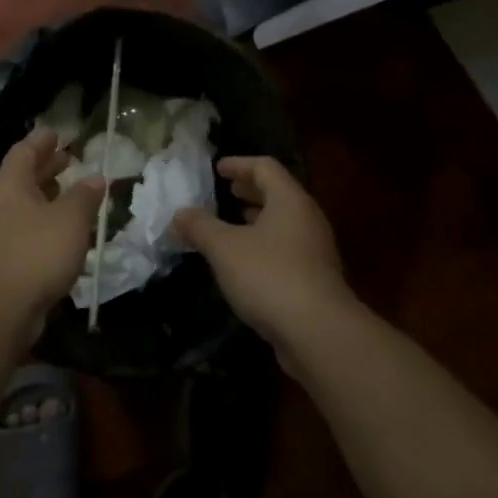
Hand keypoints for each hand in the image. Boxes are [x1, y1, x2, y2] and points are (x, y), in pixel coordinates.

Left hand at [0, 131, 104, 325]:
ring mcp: (0, 234)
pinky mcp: (6, 260)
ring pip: (27, 206)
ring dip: (49, 197)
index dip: (42, 141)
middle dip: (47, 167)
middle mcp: (0, 204)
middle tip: (70, 159)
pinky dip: (48, 224)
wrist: (1, 309)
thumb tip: (97, 178)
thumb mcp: (70, 218)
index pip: (24, 151)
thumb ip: (85, 195)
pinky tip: (68, 233)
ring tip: (73, 193)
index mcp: (10, 185)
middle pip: (24, 177)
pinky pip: (29, 231)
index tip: (58, 133)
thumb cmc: (36, 251)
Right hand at [175, 157, 354, 351]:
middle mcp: (307, 220)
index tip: (217, 168)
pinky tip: (244, 264)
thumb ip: (199, 227)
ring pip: (283, 224)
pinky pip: (286, 250)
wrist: (318, 333)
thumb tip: (178, 215)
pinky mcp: (315, 281)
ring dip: (257, 220)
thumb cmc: (269, 276)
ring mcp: (315, 252)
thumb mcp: (224, 248)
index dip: (239, 164)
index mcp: (289, 201)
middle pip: (278, 194)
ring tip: (232, 225)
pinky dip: (264, 246)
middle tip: (227, 192)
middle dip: (250, 192)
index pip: (265, 167)